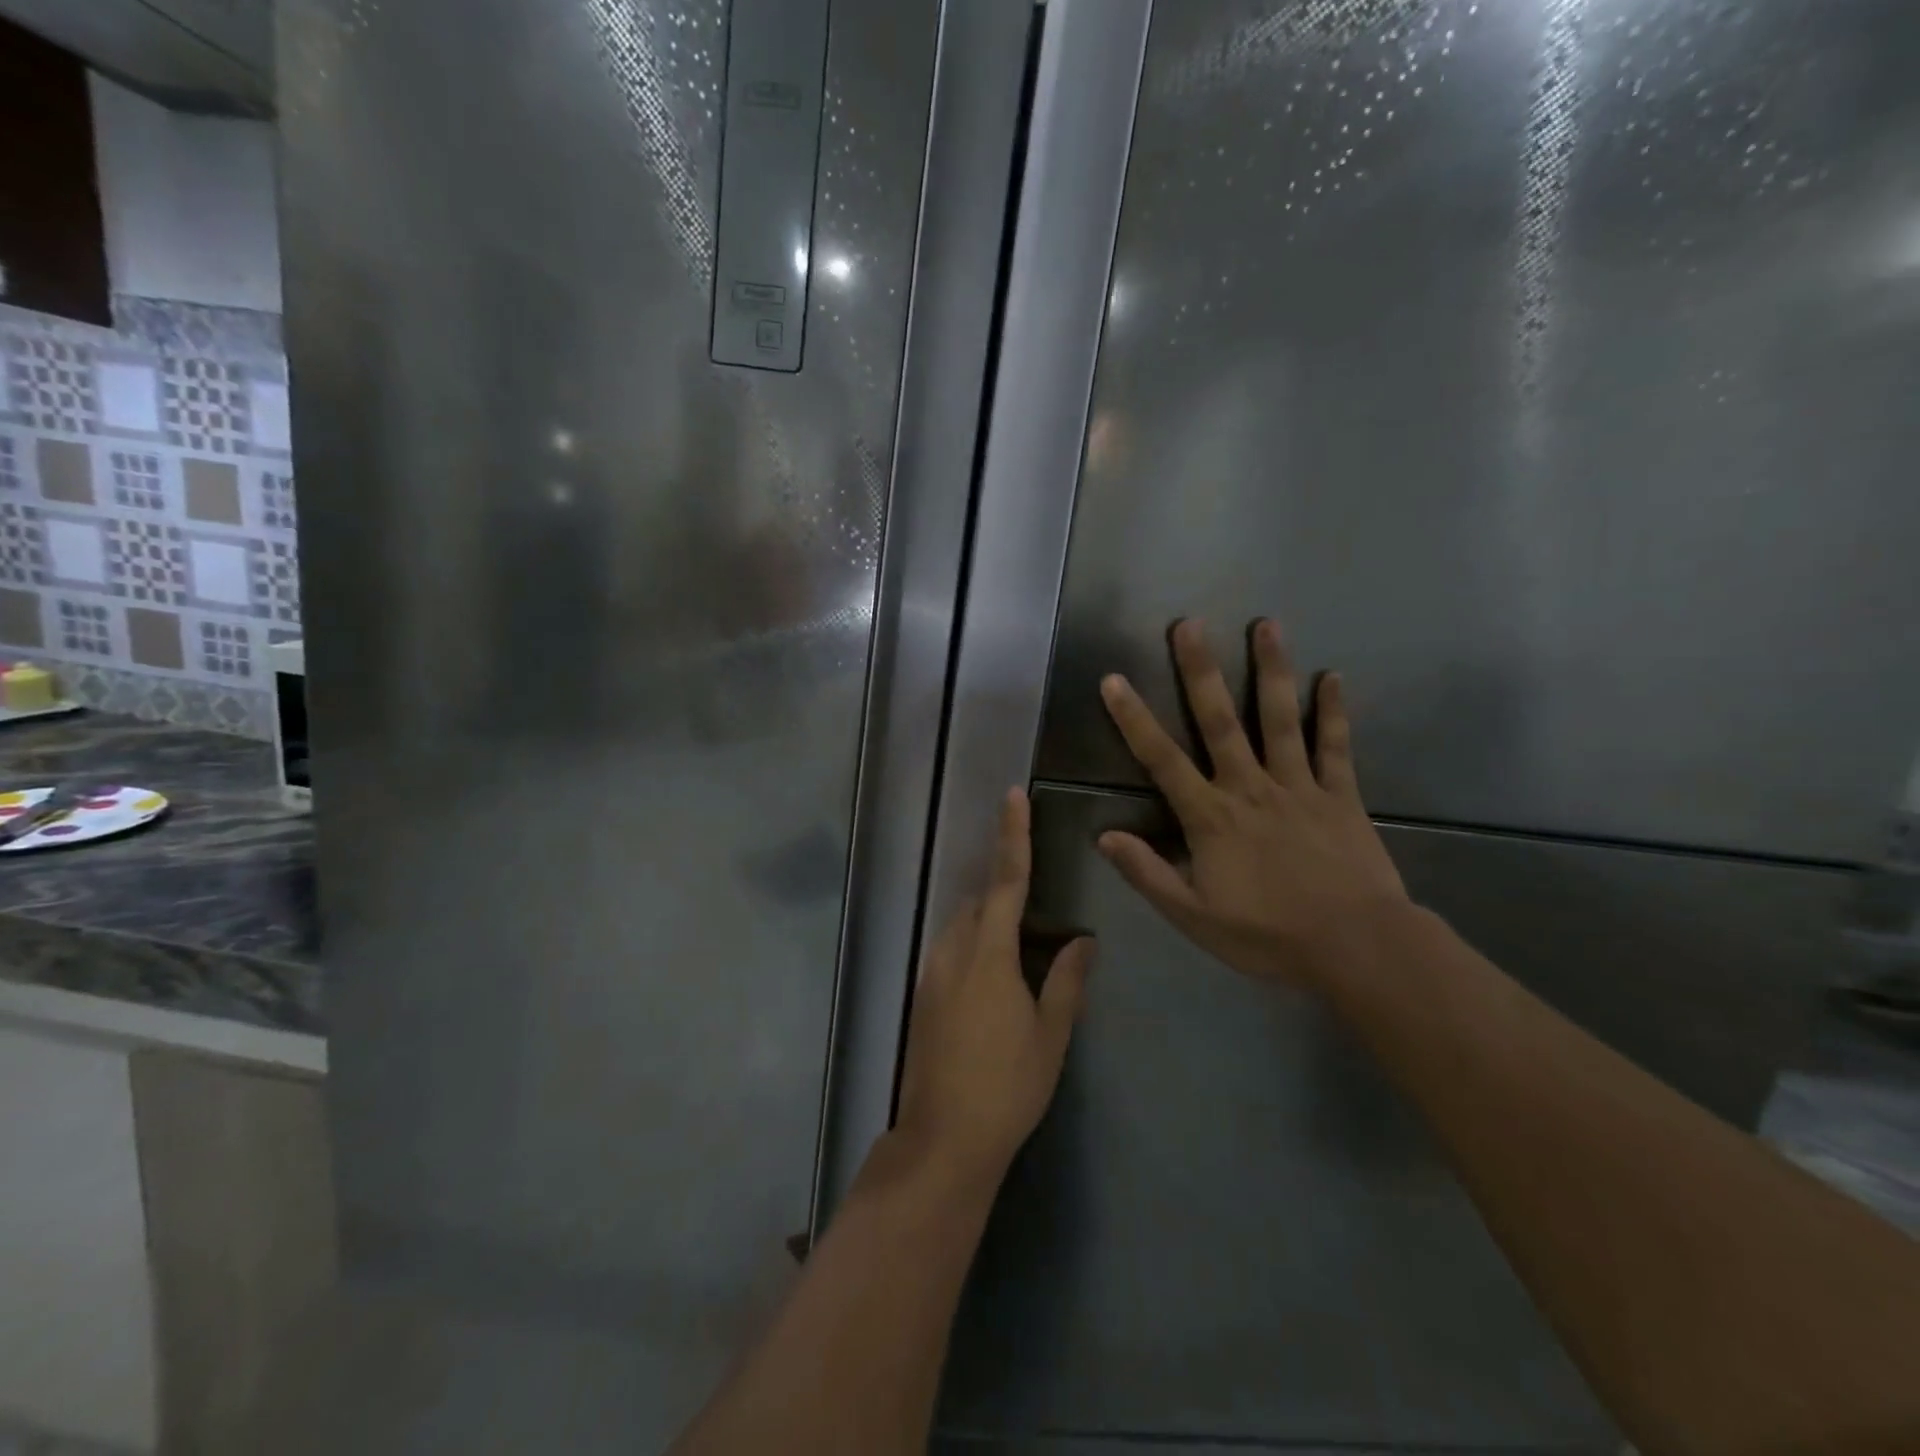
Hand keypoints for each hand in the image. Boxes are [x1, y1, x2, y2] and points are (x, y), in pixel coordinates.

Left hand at [894, 788, 1095, 1187]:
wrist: (945, 1138)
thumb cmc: (1007, 1086)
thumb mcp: (1051, 1035)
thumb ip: (1068, 981)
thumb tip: (1085, 940)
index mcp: (989, 954)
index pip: (1005, 881)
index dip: (1012, 836)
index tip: (1013, 796)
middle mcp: (953, 952)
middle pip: (977, 902)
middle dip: (1002, 890)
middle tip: (1034, 907)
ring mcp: (931, 974)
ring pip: (959, 926)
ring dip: (986, 921)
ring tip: (1018, 948)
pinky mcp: (921, 996)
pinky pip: (949, 951)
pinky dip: (971, 946)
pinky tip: (990, 981)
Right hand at [1097, 619, 1408, 987]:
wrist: (1357, 948)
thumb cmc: (1268, 935)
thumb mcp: (1193, 916)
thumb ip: (1147, 873)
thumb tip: (1104, 836)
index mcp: (1211, 817)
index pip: (1162, 759)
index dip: (1134, 719)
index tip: (1114, 679)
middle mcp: (1250, 788)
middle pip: (1220, 721)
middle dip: (1201, 671)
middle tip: (1189, 624)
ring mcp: (1299, 786)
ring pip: (1280, 719)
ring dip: (1271, 671)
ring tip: (1266, 625)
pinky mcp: (1340, 795)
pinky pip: (1335, 747)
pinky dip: (1334, 712)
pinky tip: (1334, 677)